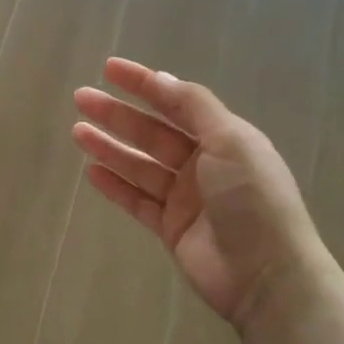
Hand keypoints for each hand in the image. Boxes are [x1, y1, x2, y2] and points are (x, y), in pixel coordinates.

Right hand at [72, 58, 326, 328]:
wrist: (266, 275)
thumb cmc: (252, 199)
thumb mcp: (231, 141)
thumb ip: (195, 107)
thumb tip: (162, 78)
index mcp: (224, 138)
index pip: (177, 102)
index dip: (144, 83)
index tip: (110, 68)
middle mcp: (204, 164)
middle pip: (152, 132)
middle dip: (117, 114)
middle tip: (81, 98)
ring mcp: (186, 198)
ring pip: (140, 165)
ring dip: (110, 147)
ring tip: (77, 131)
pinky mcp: (171, 228)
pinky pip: (137, 200)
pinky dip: (116, 186)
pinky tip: (92, 172)